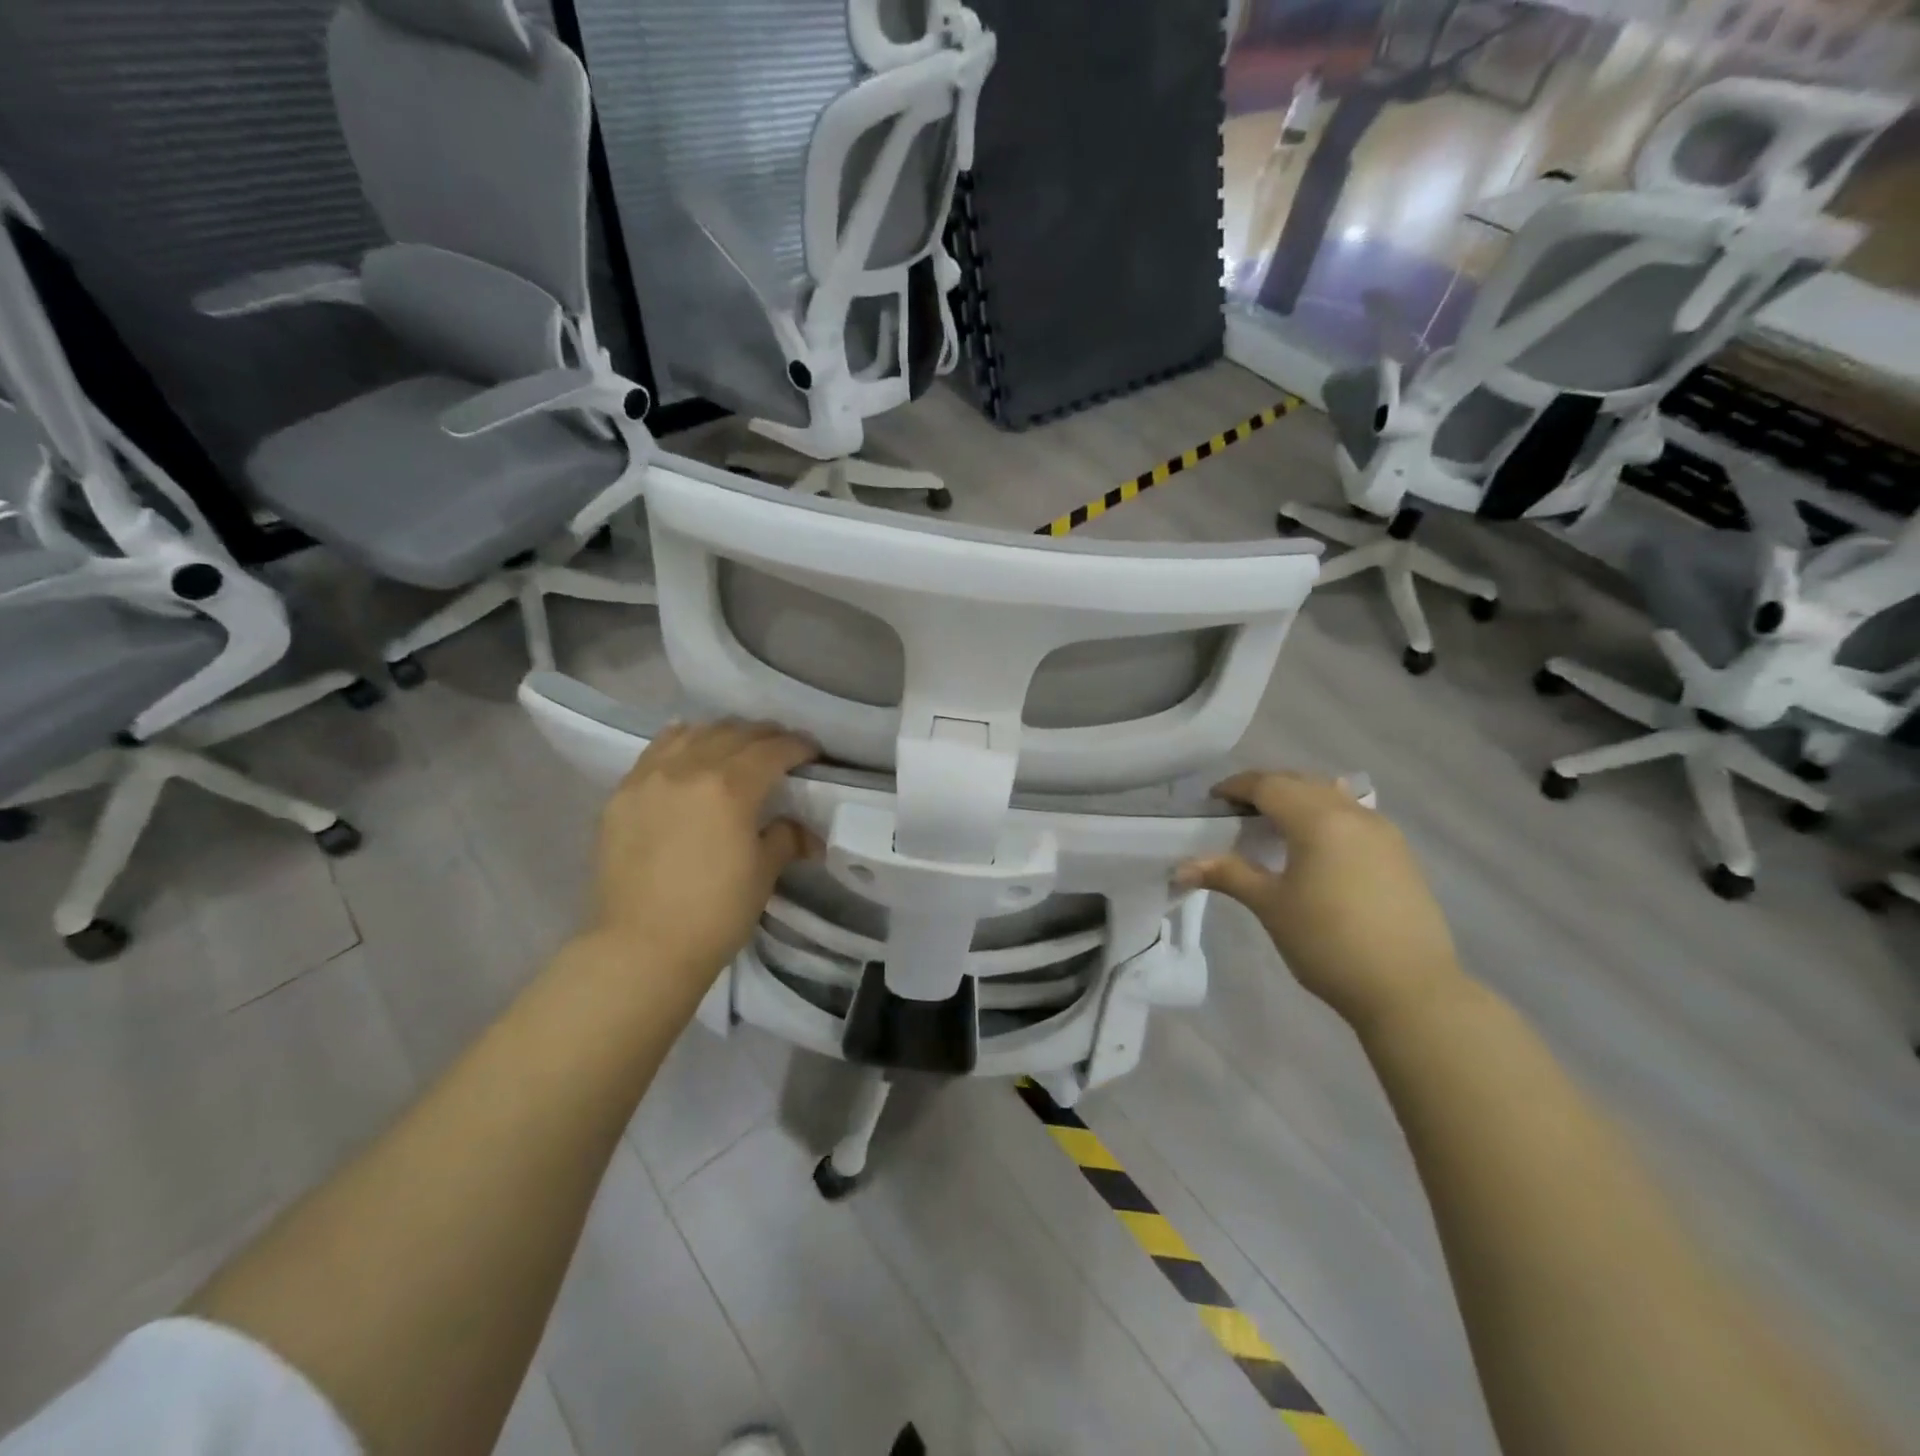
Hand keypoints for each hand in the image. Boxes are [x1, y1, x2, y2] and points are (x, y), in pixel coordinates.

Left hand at [588, 720, 818, 992]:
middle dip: (764, 735)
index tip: (813, 753)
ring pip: (693, 733)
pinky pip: (656, 751)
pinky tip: (689, 751)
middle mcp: (689, 769)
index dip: (799, 746)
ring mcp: (649, 778)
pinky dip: (681, 742)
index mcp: (731, 787)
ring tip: (735, 746)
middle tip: (781, 748)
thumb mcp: (763, 874)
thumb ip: (785, 838)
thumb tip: (802, 830)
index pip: (773, 750)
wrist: (641, 948)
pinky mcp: (622, 794)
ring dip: (723, 733)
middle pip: (734, 733)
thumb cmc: (714, 914)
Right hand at [1176, 772, 1466, 1034]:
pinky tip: (1316, 848)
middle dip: (1266, 789)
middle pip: (1301, 783)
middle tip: (1238, 812)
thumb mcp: (1270, 906)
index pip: (1269, 785)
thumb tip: (1181, 867)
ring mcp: (1383, 832)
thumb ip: (1228, 875)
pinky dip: (1325, 817)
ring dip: (1299, 800)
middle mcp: (1353, 814)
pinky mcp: (1400, 854)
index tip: (1213, 801)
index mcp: (1318, 819)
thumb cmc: (1329, 942)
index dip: (1236, 787)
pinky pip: (1353, 817)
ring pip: (1331, 796)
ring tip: (1275, 827)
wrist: (1411, 990)